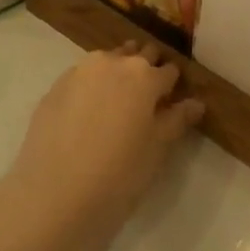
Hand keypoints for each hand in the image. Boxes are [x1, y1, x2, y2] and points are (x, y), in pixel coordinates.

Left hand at [5, 43, 203, 250]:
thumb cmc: (118, 174)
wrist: (53, 194)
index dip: (173, 86)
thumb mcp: (156, 150)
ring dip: (117, 74)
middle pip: (138, 56)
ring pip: (108, 62)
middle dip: (146, 71)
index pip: (168, 71)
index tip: (172, 100)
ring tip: (117, 104)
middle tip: (146, 100)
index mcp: (144, 76)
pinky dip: (91, 87)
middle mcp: (112, 63)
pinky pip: (82, 77)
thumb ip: (176, 120)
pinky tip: (88, 114)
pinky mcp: (55, 87)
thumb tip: (196, 103)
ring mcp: (79, 72)